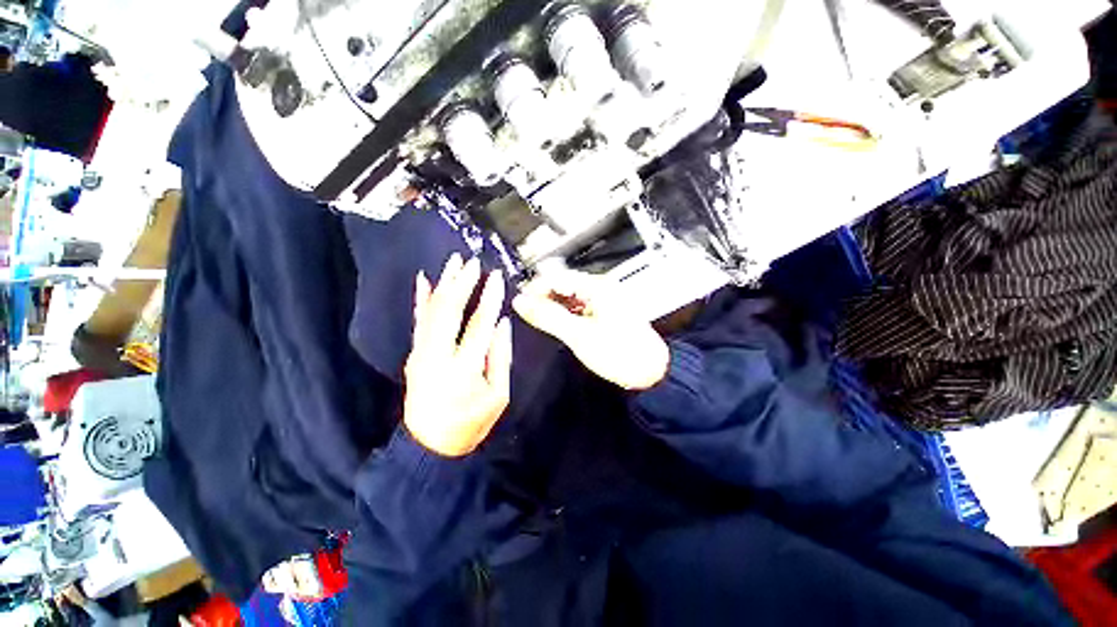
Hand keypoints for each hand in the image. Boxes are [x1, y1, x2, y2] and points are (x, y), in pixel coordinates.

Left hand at [403, 254, 512, 456]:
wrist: (430, 445)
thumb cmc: (471, 422)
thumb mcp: (498, 396)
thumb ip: (500, 357)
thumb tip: (501, 323)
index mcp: (463, 368)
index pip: (479, 325)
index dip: (489, 299)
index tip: (496, 277)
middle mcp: (438, 356)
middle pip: (449, 311)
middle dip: (462, 283)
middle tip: (472, 262)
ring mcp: (421, 354)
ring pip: (432, 311)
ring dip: (444, 284)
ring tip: (453, 262)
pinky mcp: (414, 355)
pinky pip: (418, 321)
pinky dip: (421, 299)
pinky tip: (424, 280)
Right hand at [512, 269, 668, 389]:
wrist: (649, 371)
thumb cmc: (620, 352)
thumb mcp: (578, 335)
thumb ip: (548, 316)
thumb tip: (521, 302)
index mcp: (597, 287)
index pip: (557, 277)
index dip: (535, 289)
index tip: (521, 304)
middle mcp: (600, 288)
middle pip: (563, 285)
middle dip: (543, 298)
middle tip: (528, 315)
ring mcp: (603, 301)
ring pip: (570, 297)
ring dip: (553, 307)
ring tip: (540, 321)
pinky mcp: (604, 313)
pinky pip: (578, 308)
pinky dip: (565, 314)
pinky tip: (558, 325)